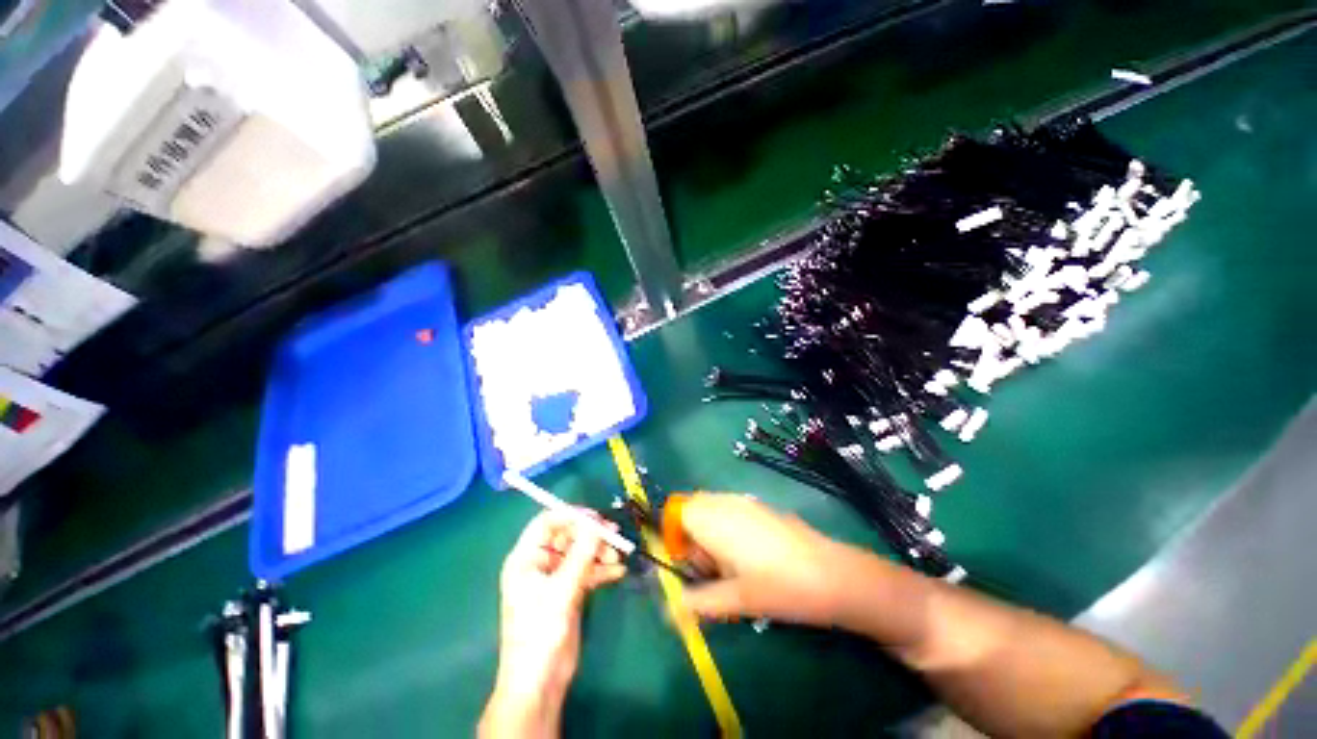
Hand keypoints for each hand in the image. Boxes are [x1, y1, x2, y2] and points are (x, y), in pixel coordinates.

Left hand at [481, 509, 626, 737]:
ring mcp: (555, 578)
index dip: (571, 516)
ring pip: (580, 553)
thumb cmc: (540, 633)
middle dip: (590, 536)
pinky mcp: (568, 591)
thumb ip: (581, 555)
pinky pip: (586, 571)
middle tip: (613, 535)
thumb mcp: (561, 591)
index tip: (595, 518)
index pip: (547, 523)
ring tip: (618, 558)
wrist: (540, 682)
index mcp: (526, 559)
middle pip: (567, 536)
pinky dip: (601, 570)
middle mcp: (539, 564)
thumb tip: (596, 524)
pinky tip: (618, 572)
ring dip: (599, 553)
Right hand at [676, 494, 854, 626]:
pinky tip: (750, 557)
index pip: (676, 512)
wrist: (833, 574)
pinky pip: (730, 510)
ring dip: (709, 533)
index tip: (686, 566)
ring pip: (712, 509)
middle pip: (692, 509)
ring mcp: (745, 501)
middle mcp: (725, 502)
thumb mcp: (735, 600)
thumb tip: (669, 611)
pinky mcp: (761, 506)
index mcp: (712, 519)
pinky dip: (727, 528)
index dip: (673, 537)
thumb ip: (697, 603)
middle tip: (709, 571)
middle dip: (691, 537)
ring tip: (729, 567)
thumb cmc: (779, 586)